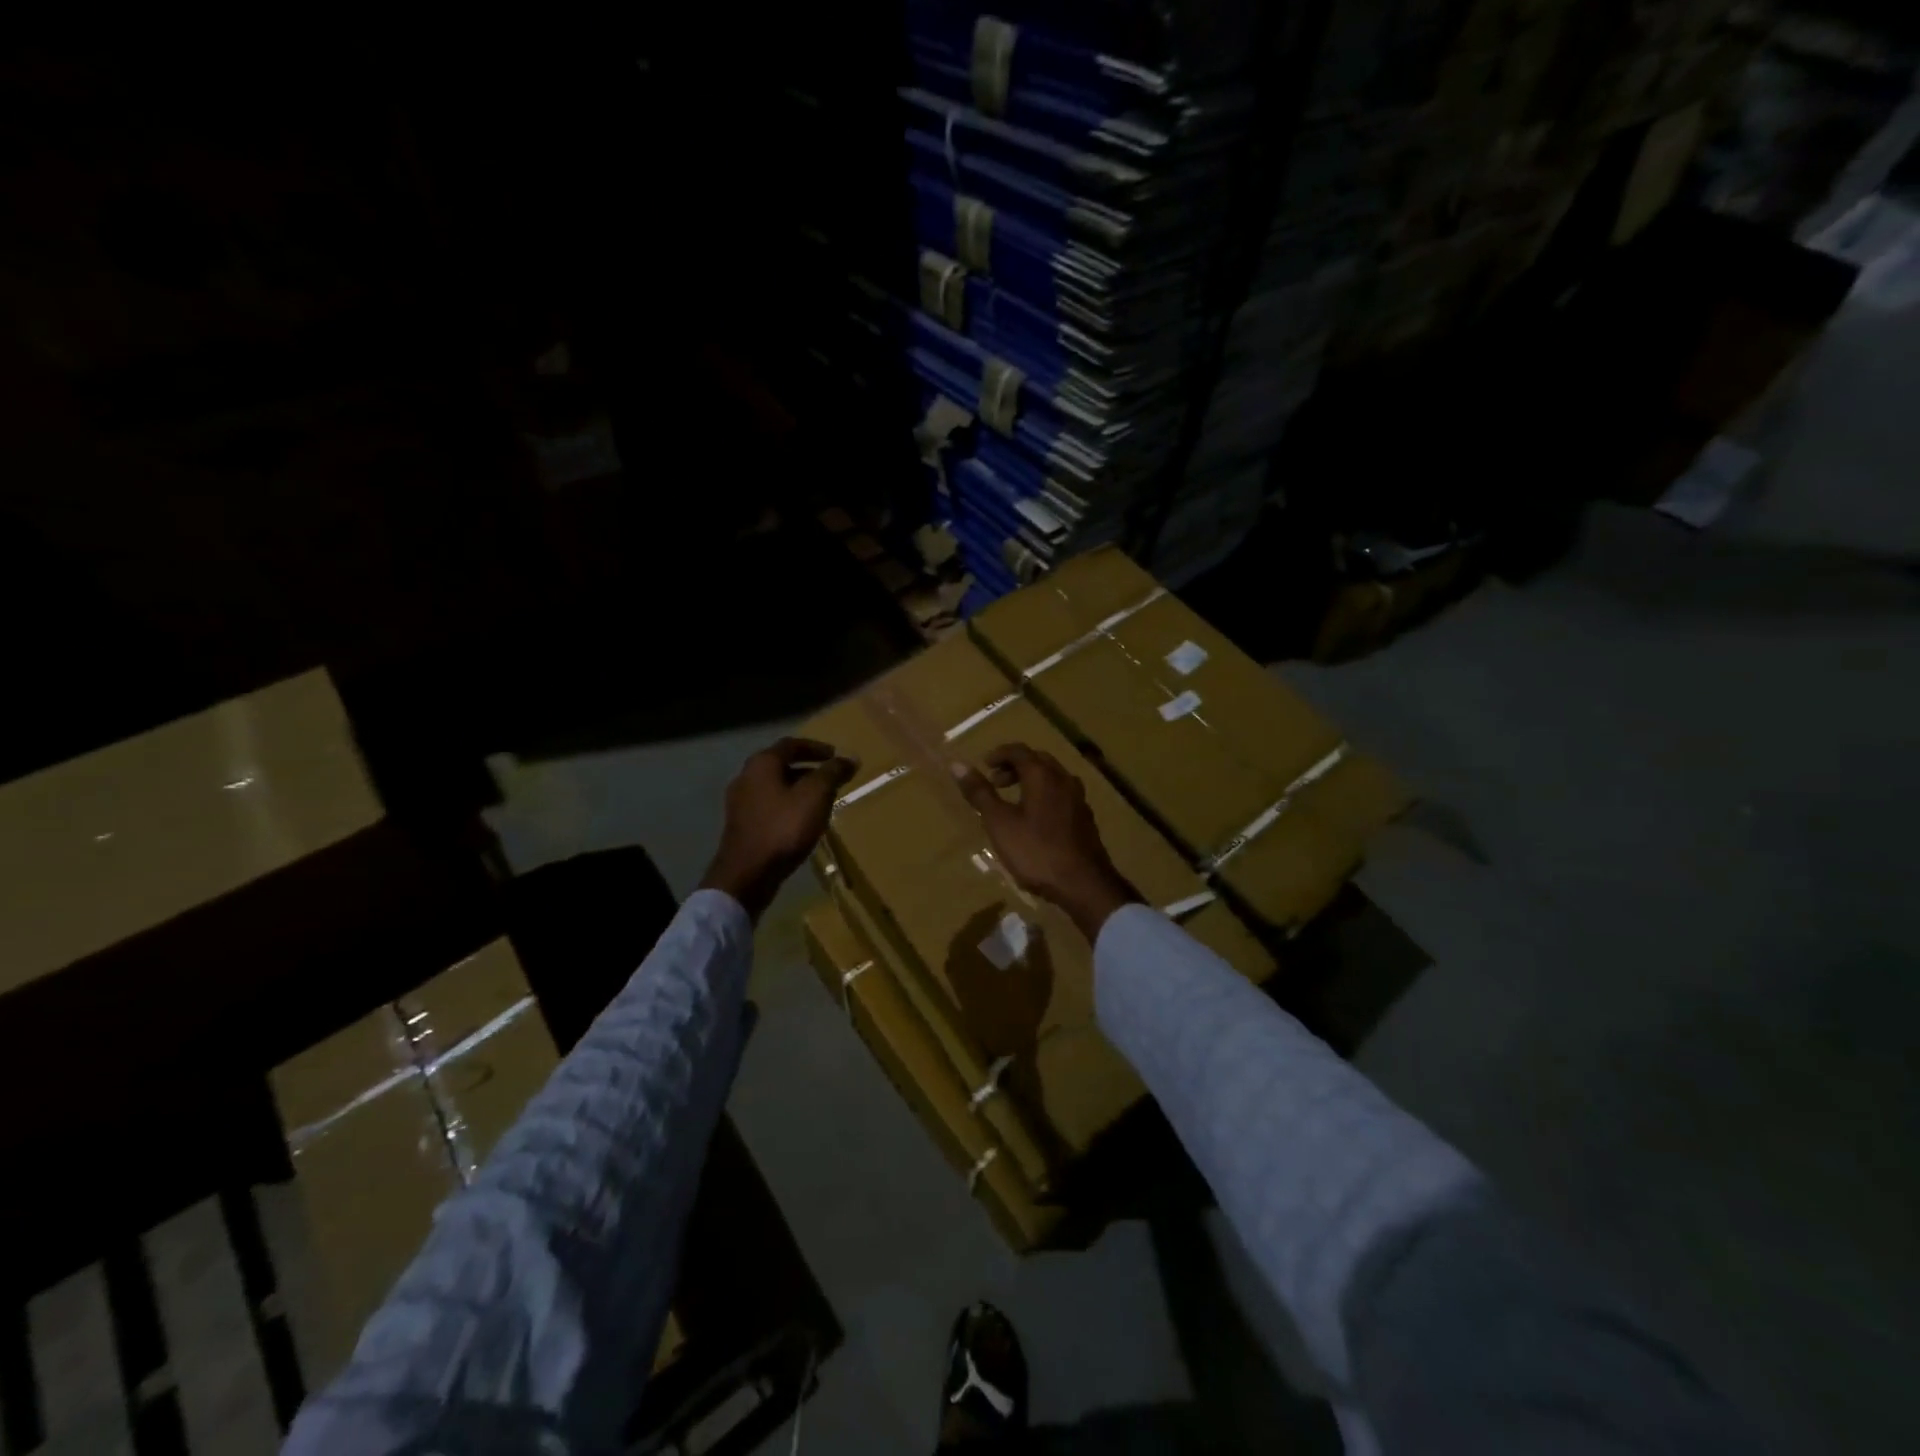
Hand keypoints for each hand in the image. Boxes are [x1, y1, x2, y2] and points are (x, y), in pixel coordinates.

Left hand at [700, 737, 856, 919]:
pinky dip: (788, 806)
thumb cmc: (784, 828)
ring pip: (775, 787)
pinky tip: (803, 821)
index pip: (791, 744)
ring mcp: (740, 803)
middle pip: (781, 764)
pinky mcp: (741, 825)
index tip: (836, 756)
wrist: (747, 874)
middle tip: (832, 778)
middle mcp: (746, 777)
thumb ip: (833, 773)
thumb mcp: (816, 796)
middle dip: (809, 769)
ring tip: (822, 800)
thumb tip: (850, 758)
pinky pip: (770, 806)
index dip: (816, 748)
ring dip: (799, 789)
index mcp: (762, 764)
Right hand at [951, 743, 1139, 942]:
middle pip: (1038, 760)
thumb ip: (980, 793)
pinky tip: (1036, 819)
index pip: (1019, 750)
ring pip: (1052, 777)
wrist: (1083, 884)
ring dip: (1031, 780)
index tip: (984, 765)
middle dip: (1015, 766)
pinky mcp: (1086, 818)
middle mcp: (1064, 779)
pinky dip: (1045, 795)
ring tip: (1013, 800)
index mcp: (1043, 775)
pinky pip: (1062, 794)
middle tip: (996, 782)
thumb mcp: (999, 823)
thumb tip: (957, 764)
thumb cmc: (1035, 851)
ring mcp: (1079, 799)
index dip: (999, 754)